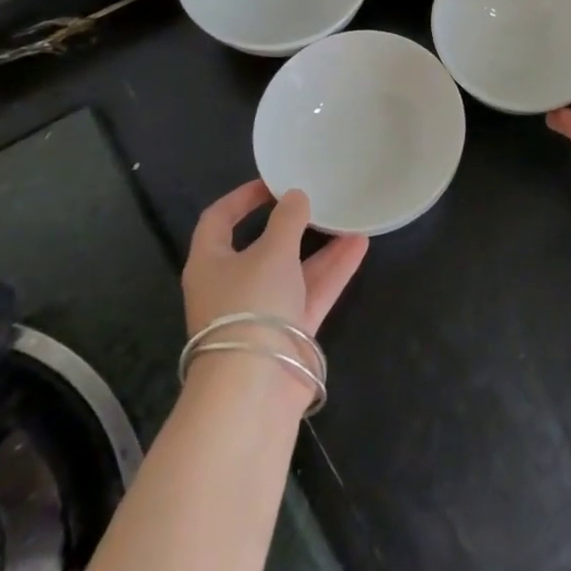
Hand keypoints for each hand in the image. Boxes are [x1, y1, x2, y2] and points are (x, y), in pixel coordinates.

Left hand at [181, 180, 368, 337]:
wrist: (255, 387)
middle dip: (292, 225)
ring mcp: (262, 311)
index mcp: (210, 264)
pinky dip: (333, 270)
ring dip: (320, 247)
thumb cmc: (251, 306)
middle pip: (262, 246)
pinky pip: (312, 292)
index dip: (241, 198)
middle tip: (317, 201)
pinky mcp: (289, 332)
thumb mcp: (271, 252)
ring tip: (350, 219)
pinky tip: (359, 246)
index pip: (217, 220)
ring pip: (293, 270)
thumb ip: (287, 220)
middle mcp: (233, 286)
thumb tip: (295, 197)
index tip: (272, 183)